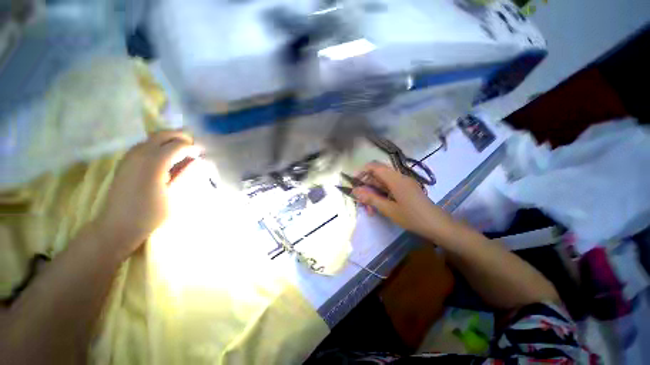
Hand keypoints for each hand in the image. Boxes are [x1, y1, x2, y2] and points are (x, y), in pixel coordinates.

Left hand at [92, 130, 199, 259]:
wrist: (117, 225)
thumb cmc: (150, 214)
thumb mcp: (174, 195)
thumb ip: (186, 174)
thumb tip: (198, 161)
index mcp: (154, 163)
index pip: (178, 145)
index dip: (192, 148)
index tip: (202, 155)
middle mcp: (139, 154)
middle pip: (163, 135)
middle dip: (181, 137)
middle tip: (194, 146)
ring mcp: (129, 156)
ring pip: (152, 138)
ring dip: (169, 140)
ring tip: (182, 150)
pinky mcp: (125, 161)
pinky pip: (144, 145)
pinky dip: (158, 145)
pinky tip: (165, 157)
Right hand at [352, 161, 444, 236]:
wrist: (438, 225)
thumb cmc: (413, 217)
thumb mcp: (389, 209)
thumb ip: (371, 198)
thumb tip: (355, 191)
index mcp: (395, 179)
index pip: (375, 166)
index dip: (362, 171)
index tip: (354, 182)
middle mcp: (399, 177)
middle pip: (377, 176)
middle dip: (366, 187)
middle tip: (360, 201)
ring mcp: (403, 183)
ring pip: (382, 184)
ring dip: (373, 193)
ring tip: (369, 209)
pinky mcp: (406, 190)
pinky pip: (389, 189)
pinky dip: (381, 196)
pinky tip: (379, 207)